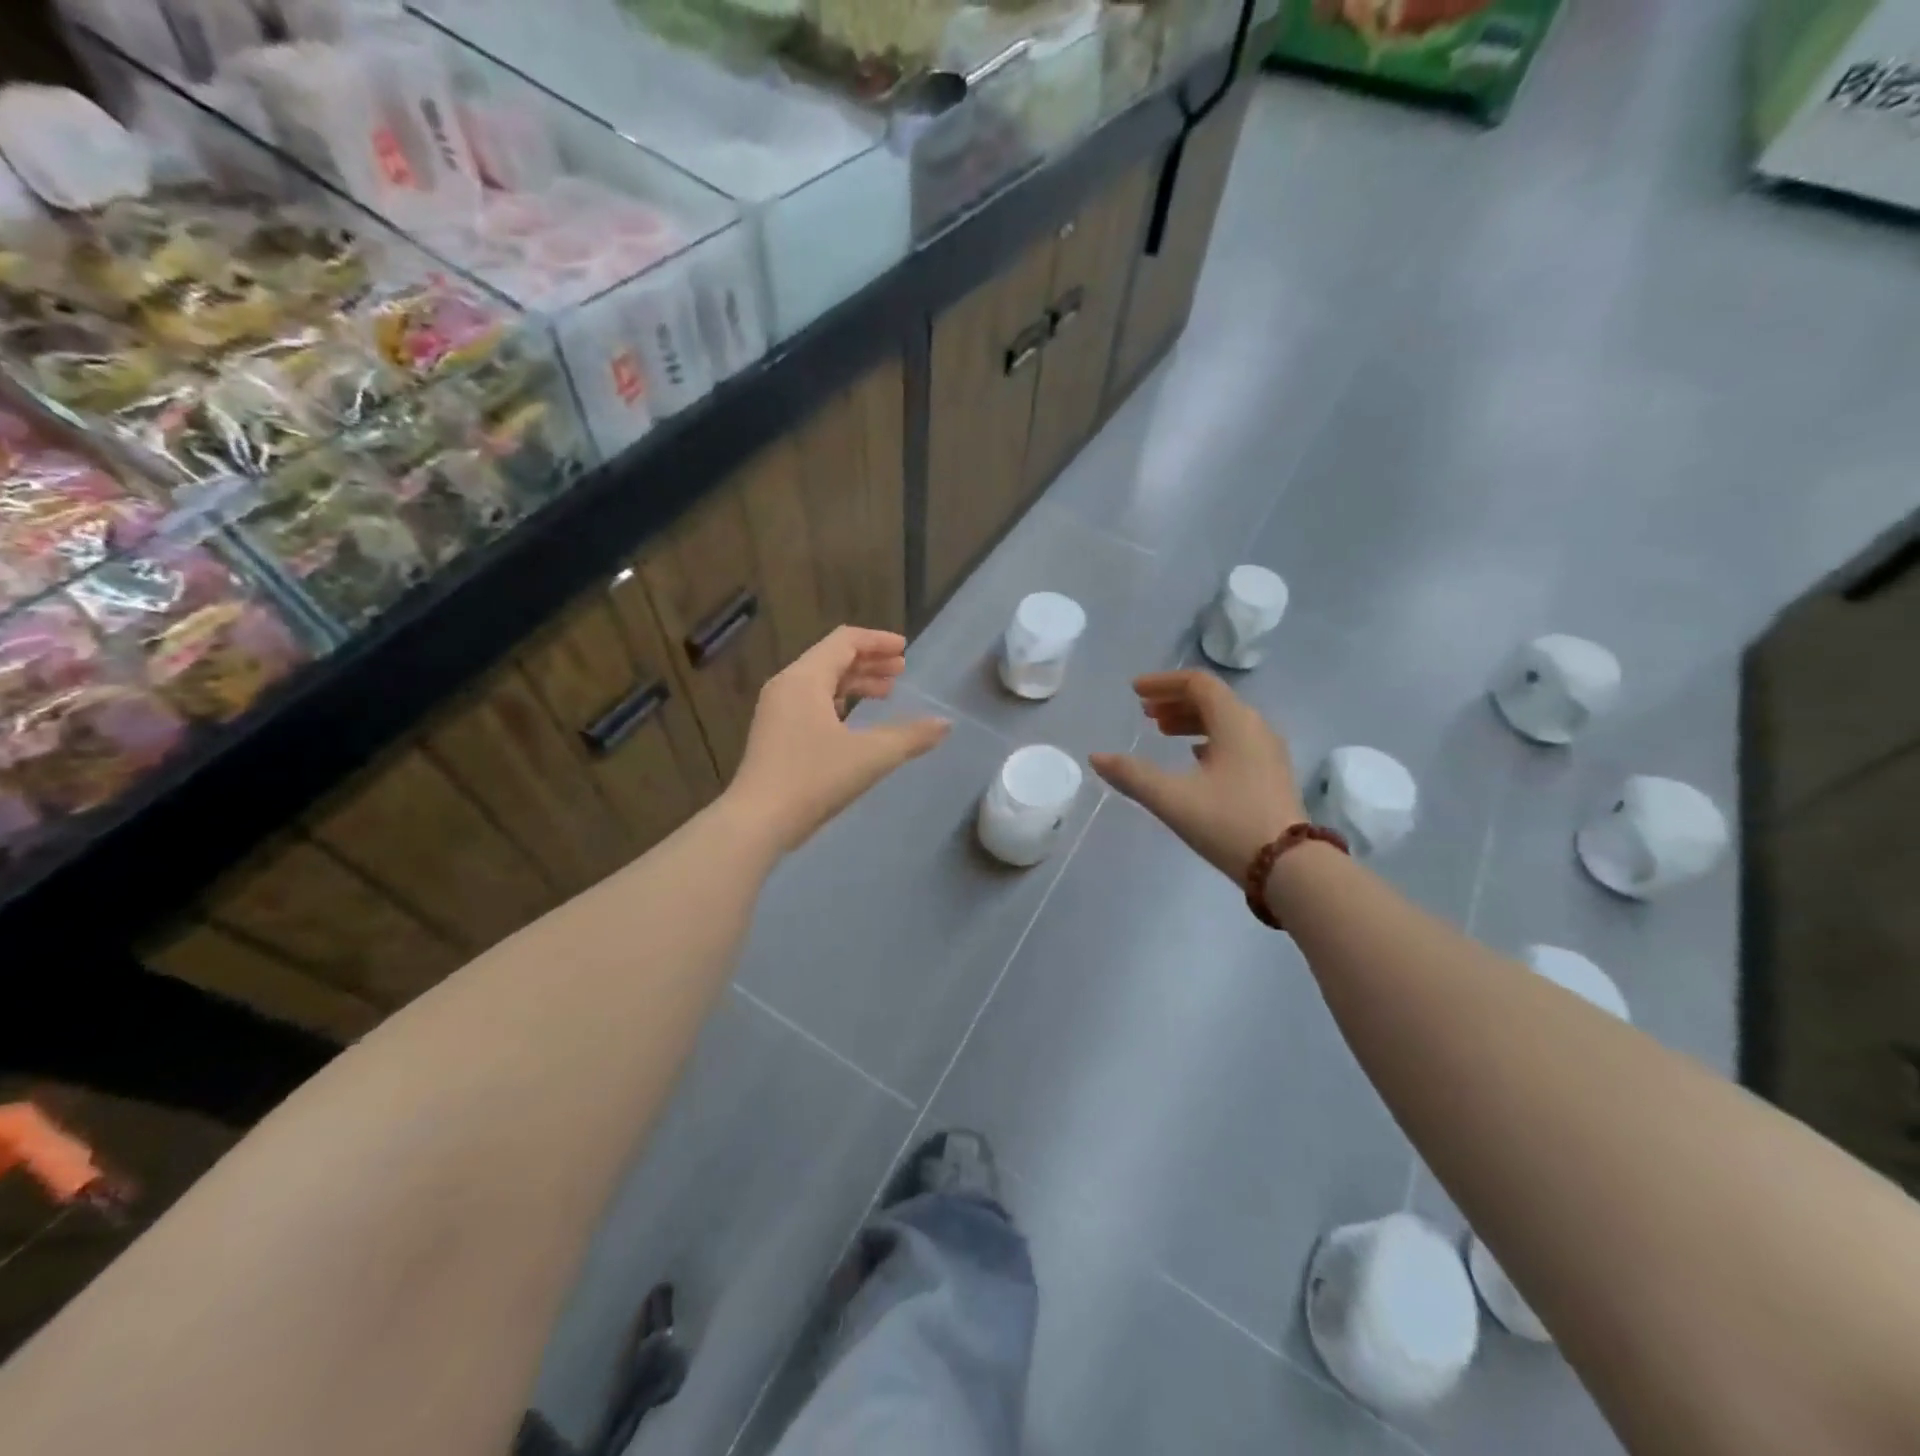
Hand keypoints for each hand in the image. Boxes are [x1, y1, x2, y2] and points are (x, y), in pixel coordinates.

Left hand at [727, 626, 950, 852]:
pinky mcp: (774, 733)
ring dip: (855, 683)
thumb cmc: (814, 779)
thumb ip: (911, 736)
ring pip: (821, 682)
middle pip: (832, 658)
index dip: (878, 642)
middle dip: (869, 662)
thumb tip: (946, 724)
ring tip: (886, 693)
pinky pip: (810, 703)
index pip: (844, 641)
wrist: (758, 821)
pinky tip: (854, 721)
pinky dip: (838, 702)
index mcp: (805, 678)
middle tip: (901, 671)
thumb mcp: (870, 756)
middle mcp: (787, 685)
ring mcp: (776, 710)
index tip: (905, 650)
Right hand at [1090, 670, 1305, 881]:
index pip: (1198, 684)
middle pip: (1213, 699)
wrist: (1289, 867)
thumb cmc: (1228, 823)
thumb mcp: (1172, 798)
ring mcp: (1267, 751)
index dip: (1163, 682)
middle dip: (1175, 700)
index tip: (1135, 691)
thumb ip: (1132, 774)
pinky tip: (1194, 758)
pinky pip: (1236, 741)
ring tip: (1163, 732)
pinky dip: (1209, 739)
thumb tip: (1097, 757)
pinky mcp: (1271, 774)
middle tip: (1145, 712)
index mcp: (1235, 722)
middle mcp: (1255, 727)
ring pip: (1225, 721)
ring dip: (1191, 720)